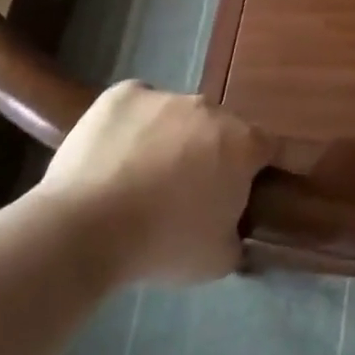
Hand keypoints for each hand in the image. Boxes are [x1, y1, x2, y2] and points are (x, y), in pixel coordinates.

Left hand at [37, 82, 276, 285]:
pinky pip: (139, 106)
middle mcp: (211, 110)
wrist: (83, 229)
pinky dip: (135, 124)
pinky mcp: (123, 95)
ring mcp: (166, 97)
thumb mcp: (218, 260)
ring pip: (179, 116)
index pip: (271, 148)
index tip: (250, 189)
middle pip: (222, 130)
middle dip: (213, 154)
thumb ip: (238, 237)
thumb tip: (235, 231)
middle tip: (190, 191)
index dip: (264, 169)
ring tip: (143, 176)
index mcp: (243, 145)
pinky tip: (117, 153)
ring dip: (173, 138)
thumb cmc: (162, 245)